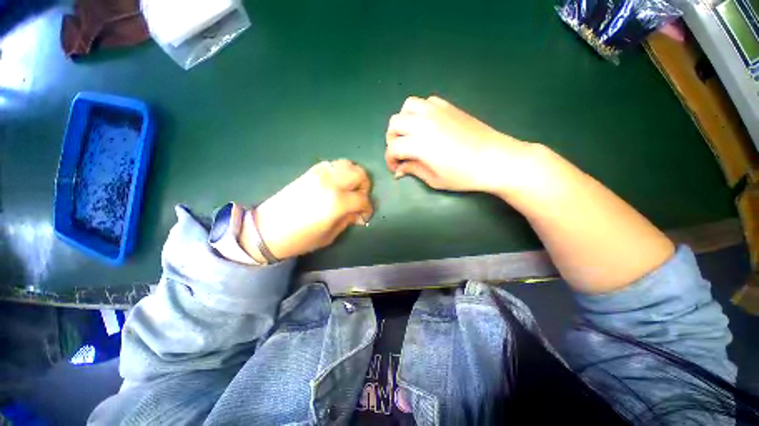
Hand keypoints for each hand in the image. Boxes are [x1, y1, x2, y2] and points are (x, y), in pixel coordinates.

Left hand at [241, 160, 372, 260]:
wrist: (268, 229)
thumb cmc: (301, 238)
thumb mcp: (330, 235)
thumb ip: (348, 220)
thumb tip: (358, 213)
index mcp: (338, 202)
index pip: (363, 199)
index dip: (368, 208)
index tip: (365, 215)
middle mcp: (331, 183)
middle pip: (360, 174)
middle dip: (365, 186)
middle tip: (359, 199)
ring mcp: (320, 174)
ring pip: (348, 164)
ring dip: (354, 176)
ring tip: (350, 189)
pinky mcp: (311, 171)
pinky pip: (333, 164)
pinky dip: (341, 171)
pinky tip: (337, 184)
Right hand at [385, 96, 533, 193]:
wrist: (495, 159)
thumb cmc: (464, 175)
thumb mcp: (434, 179)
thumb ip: (413, 170)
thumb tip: (399, 170)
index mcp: (419, 143)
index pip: (393, 148)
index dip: (390, 160)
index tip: (396, 169)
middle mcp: (423, 122)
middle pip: (394, 124)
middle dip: (393, 140)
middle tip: (401, 153)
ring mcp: (436, 111)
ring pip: (406, 107)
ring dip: (403, 122)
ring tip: (410, 135)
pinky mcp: (448, 106)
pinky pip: (425, 102)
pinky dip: (419, 112)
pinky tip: (426, 125)